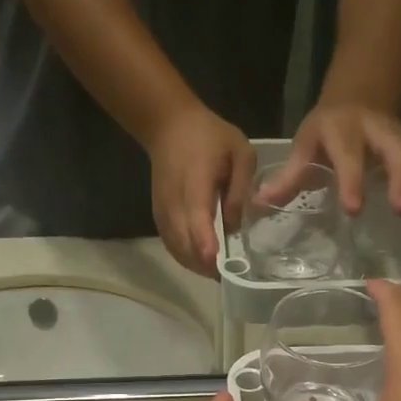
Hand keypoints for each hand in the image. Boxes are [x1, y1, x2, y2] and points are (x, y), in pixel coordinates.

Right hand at [147, 104, 254, 274]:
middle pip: (184, 242)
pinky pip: (171, 244)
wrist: (168, 126)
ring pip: (176, 248)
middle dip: (206, 264)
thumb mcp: (240, 152)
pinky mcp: (159, 216)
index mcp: (195, 183)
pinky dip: (186, 257)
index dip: (205, 242)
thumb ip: (241, 189)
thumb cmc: (209, 136)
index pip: (196, 219)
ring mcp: (163, 211)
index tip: (216, 262)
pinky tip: (203, 262)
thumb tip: (234, 226)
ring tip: (219, 272)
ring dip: (196, 264)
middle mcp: (174, 202)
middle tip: (230, 275)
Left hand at [289, 103, 400, 215]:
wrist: (356, 97)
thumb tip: (262, 201)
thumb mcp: (305, 147)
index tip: (355, 208)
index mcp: (343, 132)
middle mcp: (377, 130)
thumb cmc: (325, 133)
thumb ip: (290, 176)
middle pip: (393, 151)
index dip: (351, 179)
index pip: (347, 155)